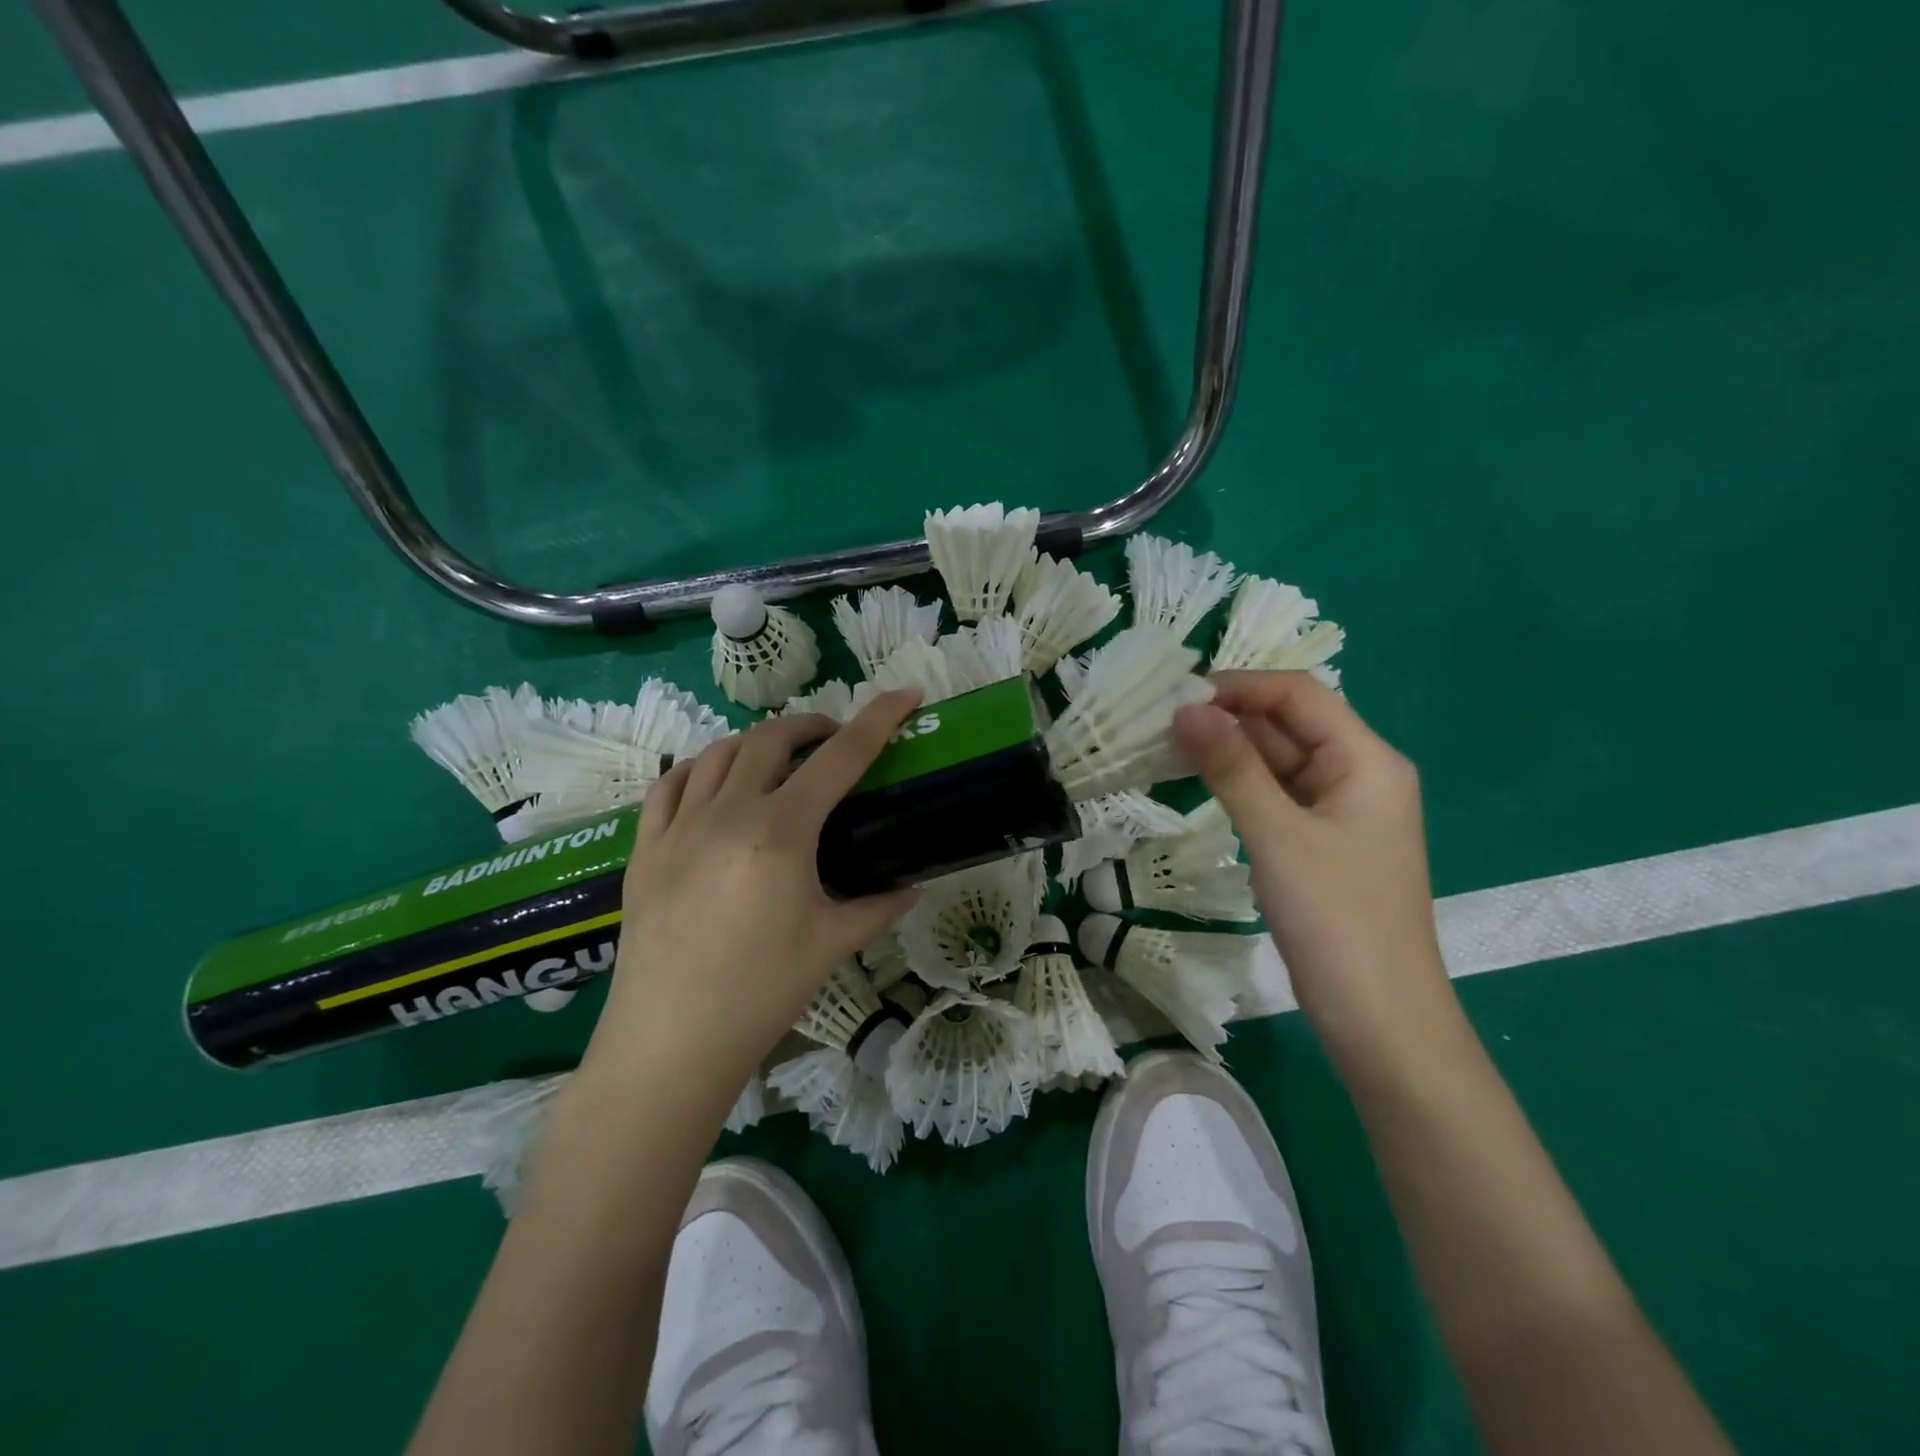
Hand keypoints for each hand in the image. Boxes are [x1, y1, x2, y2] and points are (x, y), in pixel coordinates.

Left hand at [585, 690, 922, 1087]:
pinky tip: (714, 784)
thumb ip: (878, 906)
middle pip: (774, 738)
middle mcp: (728, 813)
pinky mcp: (645, 848)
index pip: (841, 757)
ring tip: (780, 761)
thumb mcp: (831, 944)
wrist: (670, 1041)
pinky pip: (670, 785)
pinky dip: (700, 769)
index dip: (878, 719)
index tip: (905, 694)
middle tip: (835, 742)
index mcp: (782, 832)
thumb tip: (912, 888)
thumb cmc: (761, 992)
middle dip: (812, 725)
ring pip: (720, 752)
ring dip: (758, 743)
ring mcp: (679, 826)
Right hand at [1171, 672, 1454, 1061]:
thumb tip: (1185, 708)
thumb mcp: (1277, 834)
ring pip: (1279, 762)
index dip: (1240, 686)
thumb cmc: (1336, 918)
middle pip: (1290, 725)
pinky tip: (1200, 784)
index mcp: (1367, 760)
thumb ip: (1231, 767)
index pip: (1299, 695)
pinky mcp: (1321, 846)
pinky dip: (1240, 786)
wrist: (1380, 1020)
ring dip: (1229, 752)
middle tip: (1159, 722)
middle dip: (1228, 718)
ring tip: (1167, 746)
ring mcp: (1340, 813)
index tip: (1177, 694)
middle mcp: (1359, 775)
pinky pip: (1277, 797)